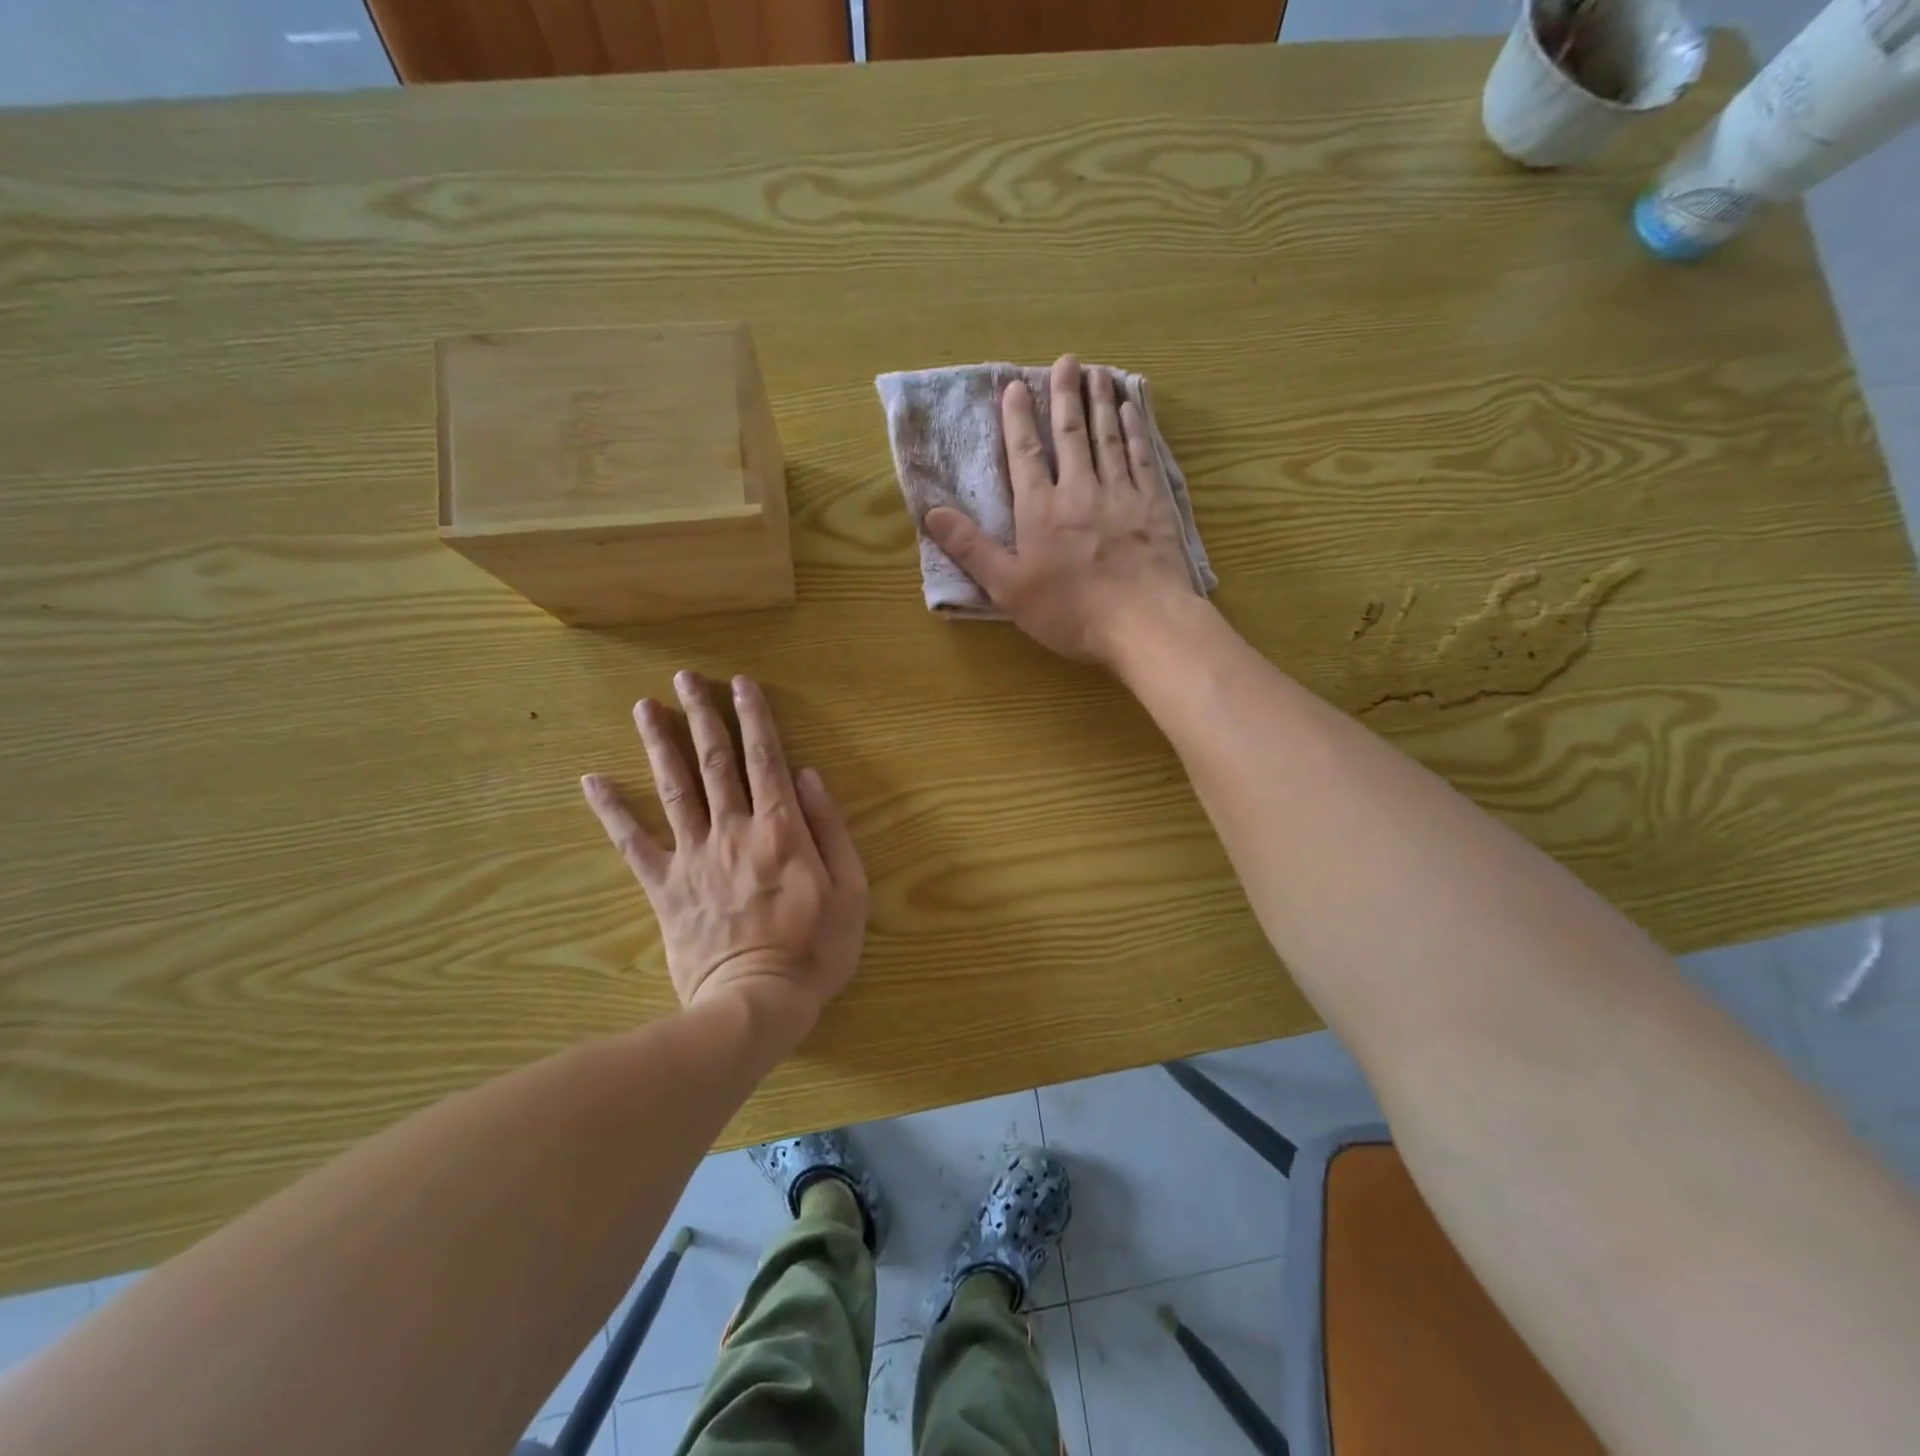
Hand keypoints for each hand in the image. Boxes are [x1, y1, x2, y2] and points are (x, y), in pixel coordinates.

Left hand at [581, 672, 866, 1044]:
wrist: (755, 1004)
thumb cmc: (815, 949)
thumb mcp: (851, 889)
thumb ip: (831, 828)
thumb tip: (807, 777)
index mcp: (780, 829)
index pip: (764, 759)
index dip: (754, 717)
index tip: (741, 684)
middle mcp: (732, 829)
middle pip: (714, 762)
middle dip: (702, 715)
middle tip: (686, 678)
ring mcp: (693, 856)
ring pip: (673, 788)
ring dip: (659, 744)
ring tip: (645, 707)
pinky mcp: (664, 887)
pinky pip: (633, 843)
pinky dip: (611, 811)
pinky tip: (591, 781)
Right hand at [923, 354, 1197, 664]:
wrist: (1142, 622)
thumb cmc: (1069, 611)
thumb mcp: (1008, 588)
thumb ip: (972, 548)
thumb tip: (932, 511)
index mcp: (1040, 509)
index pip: (1026, 454)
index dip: (1018, 419)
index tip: (1015, 386)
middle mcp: (1079, 490)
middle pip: (1070, 433)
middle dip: (1065, 395)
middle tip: (1066, 360)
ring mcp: (1120, 493)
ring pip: (1108, 436)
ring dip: (1100, 401)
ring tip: (1097, 372)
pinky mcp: (1154, 504)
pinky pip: (1142, 455)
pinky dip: (1135, 428)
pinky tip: (1131, 409)